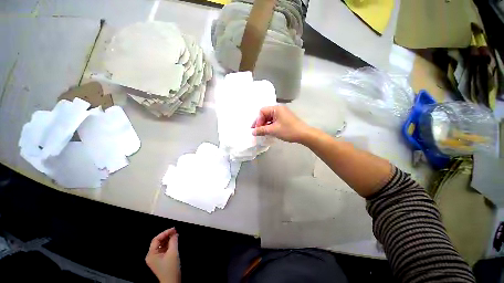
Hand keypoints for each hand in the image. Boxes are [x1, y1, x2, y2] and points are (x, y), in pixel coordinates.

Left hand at [146, 228, 180, 282]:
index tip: (173, 229)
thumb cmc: (171, 268)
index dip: (165, 232)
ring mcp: (155, 258)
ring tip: (176, 235)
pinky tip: (174, 241)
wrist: (172, 281)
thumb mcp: (173, 252)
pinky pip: (163, 249)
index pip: (156, 239)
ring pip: (161, 245)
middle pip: (158, 242)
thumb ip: (173, 241)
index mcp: (151, 254)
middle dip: (167, 235)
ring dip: (168, 239)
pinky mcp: (160, 260)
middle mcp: (151, 256)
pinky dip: (168, 244)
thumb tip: (175, 233)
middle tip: (175, 231)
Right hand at [252, 105, 310, 142]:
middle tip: (258, 131)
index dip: (257, 120)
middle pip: (265, 114)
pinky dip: (270, 126)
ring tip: (262, 132)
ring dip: (265, 125)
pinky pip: (274, 120)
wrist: (304, 134)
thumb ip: (262, 130)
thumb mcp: (273, 130)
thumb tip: (252, 132)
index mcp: (276, 109)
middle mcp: (279, 109)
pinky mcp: (284, 119)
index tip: (256, 129)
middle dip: (260, 122)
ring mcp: (282, 114)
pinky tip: (268, 131)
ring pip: (269, 118)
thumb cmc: (288, 130)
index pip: (262, 111)